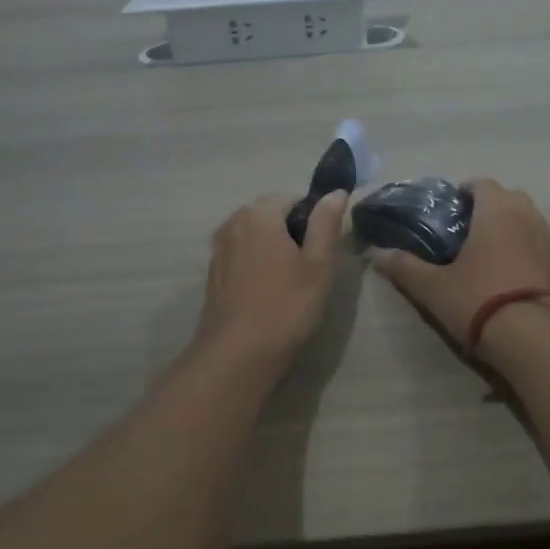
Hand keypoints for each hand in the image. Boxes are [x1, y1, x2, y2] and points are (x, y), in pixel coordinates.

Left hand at [194, 192, 347, 367]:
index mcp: (258, 214)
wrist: (237, 356)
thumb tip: (336, 192)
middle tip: (312, 268)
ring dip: (275, 251)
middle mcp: (233, 224)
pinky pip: (243, 258)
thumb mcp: (318, 264)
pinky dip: (258, 267)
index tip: (324, 248)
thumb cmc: (285, 306)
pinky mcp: (214, 276)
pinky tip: (270, 295)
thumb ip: (326, 223)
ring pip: (256, 238)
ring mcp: (218, 250)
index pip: (292, 199)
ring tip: (293, 283)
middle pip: (271, 216)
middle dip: (293, 234)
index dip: (313, 219)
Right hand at [368, 180, 549, 356]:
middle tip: (465, 232)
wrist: (535, 341)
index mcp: (496, 211)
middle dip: (489, 208)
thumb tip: (375, 255)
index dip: (463, 193)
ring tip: (487, 255)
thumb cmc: (480, 302)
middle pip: (508, 198)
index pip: (481, 184)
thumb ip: (404, 268)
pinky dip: (526, 251)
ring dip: (510, 228)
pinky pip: (540, 247)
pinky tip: (510, 278)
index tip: (448, 211)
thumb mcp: (433, 288)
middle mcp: (528, 216)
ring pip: (528, 221)